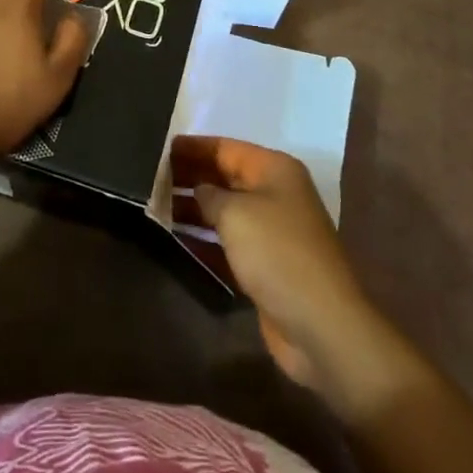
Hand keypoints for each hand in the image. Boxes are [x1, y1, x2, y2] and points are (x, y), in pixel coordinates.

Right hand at [172, 135, 375, 390]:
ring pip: (225, 211)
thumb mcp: (236, 213)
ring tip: (156, 206)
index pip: (226, 148)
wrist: (320, 324)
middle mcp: (276, 195)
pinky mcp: (266, 266)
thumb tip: (198, 189)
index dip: (194, 147)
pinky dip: (205, 241)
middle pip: (226, 177)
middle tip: (151, 178)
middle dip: (191, 176)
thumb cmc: (277, 253)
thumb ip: (209, 194)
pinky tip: (176, 240)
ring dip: (194, 209)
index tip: (160, 147)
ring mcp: (272, 232)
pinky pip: (229, 243)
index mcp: (275, 170)